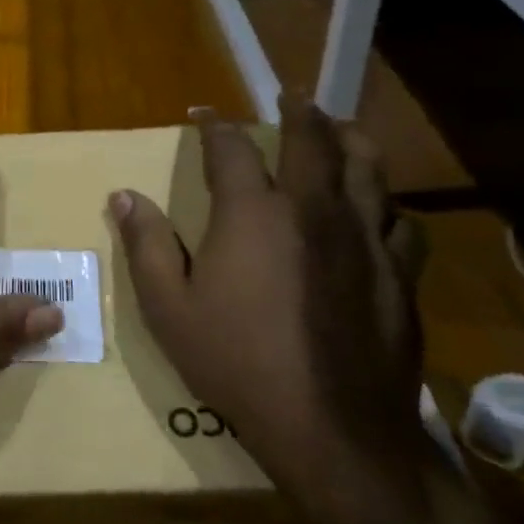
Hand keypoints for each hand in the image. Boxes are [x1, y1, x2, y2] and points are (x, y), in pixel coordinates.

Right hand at [109, 97, 427, 523]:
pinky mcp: (399, 274)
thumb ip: (146, 245)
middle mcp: (314, 210)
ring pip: (368, 169)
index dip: (215, 126)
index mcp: (254, 214)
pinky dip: (386, 203)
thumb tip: (123, 195)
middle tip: (291, 95)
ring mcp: (365, 239)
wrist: (332, 429)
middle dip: (298, 112)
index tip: (204, 114)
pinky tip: (380, 208)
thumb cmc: (237, 363)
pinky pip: (400, 221)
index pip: (231, 149)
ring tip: (341, 129)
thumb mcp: (168, 308)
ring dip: (350, 141)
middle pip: (312, 141)